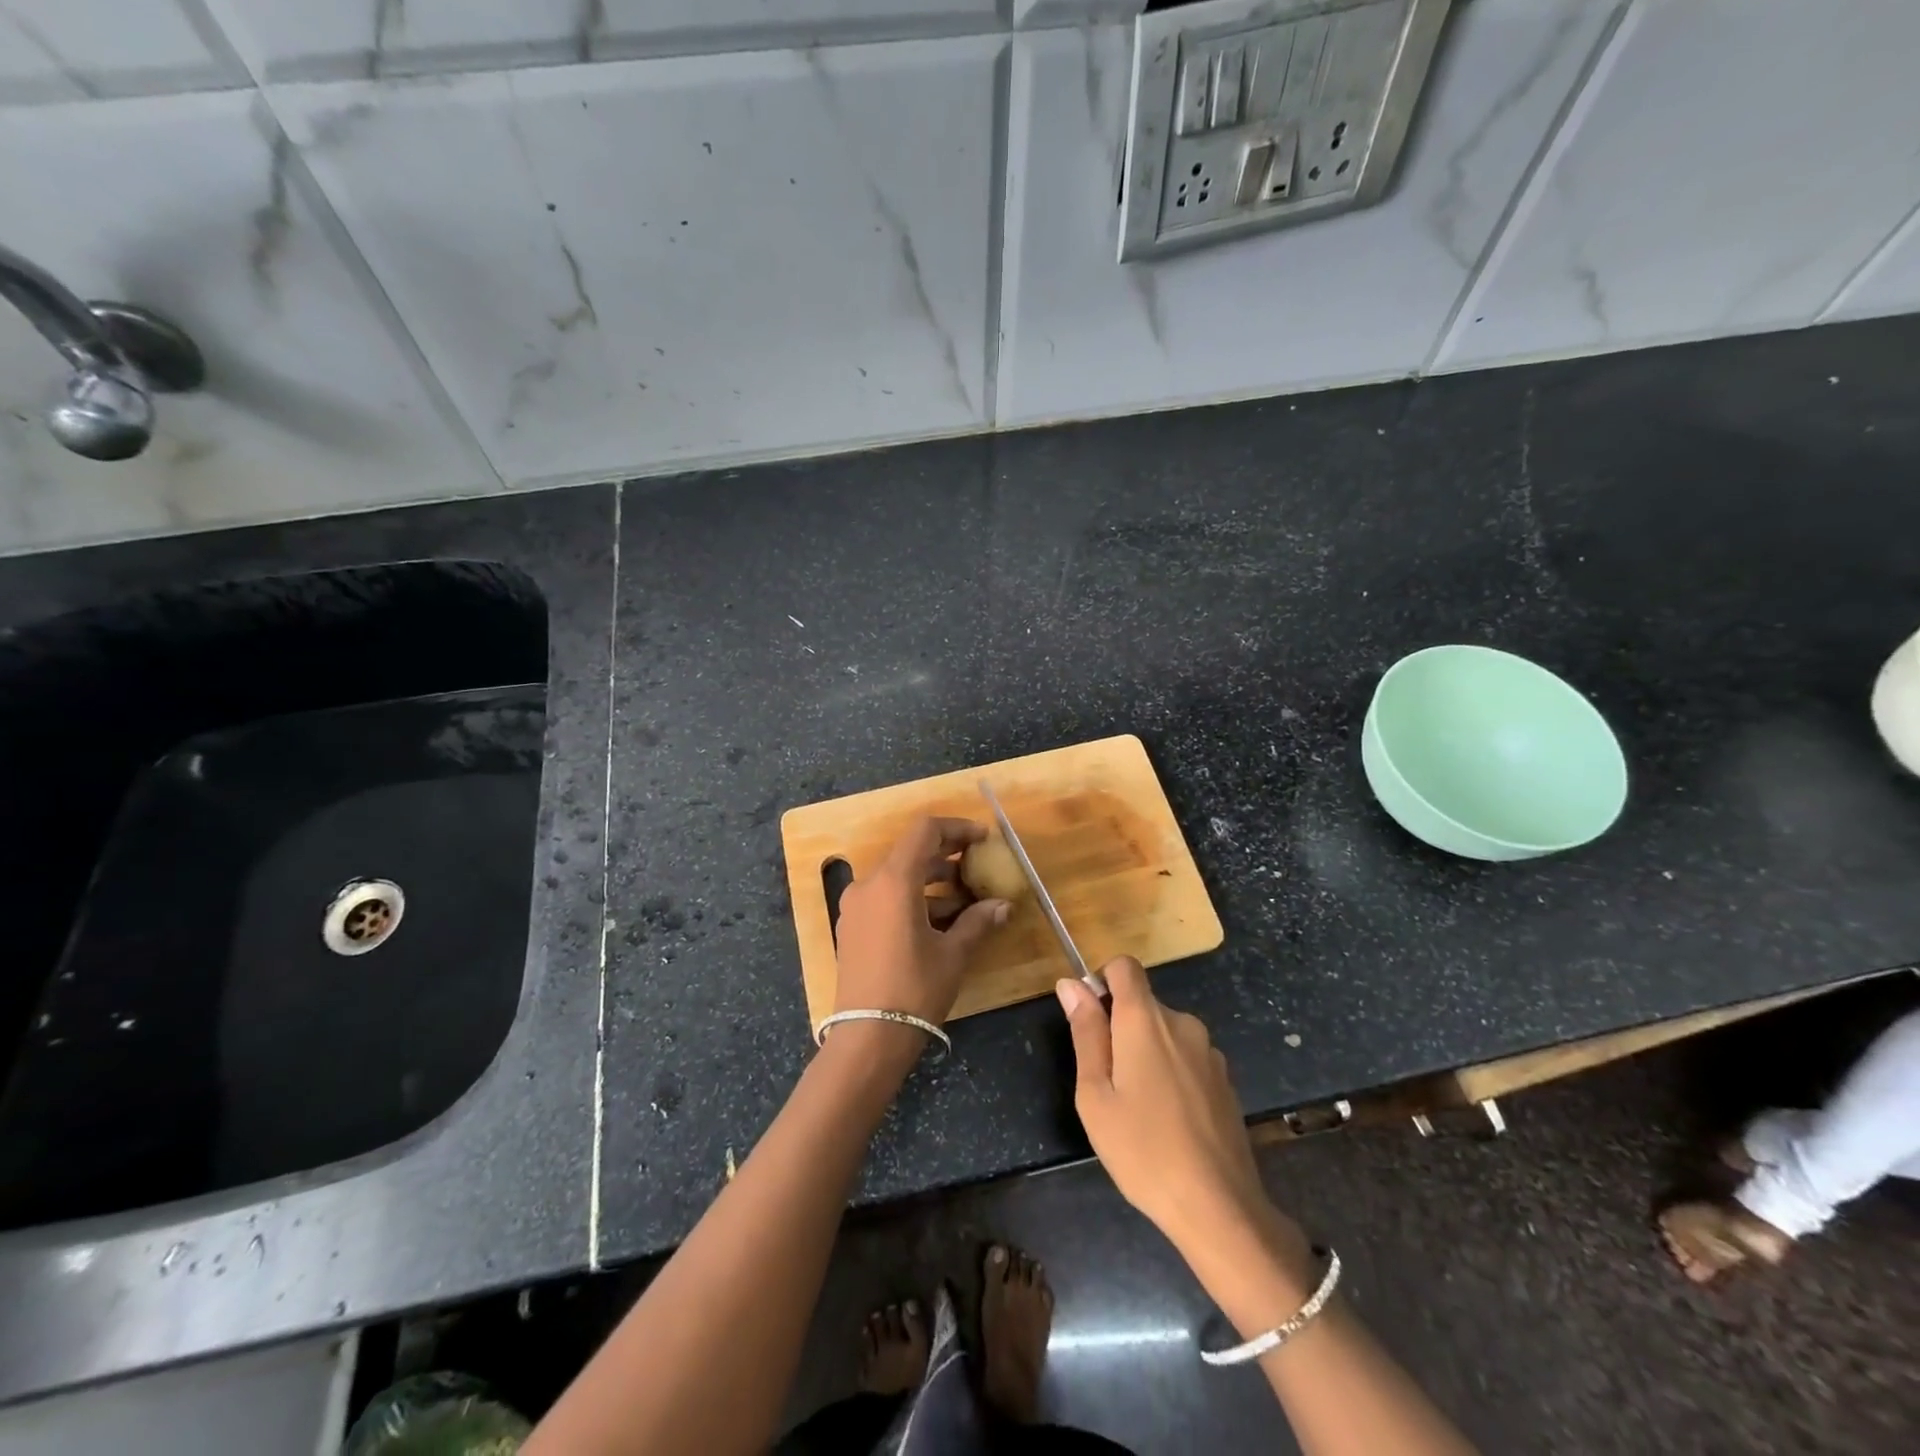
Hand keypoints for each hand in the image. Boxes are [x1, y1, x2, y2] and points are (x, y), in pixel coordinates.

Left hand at [832, 816, 1010, 1027]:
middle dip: (947, 856)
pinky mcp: (852, 926)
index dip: (956, 829)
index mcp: (893, 881)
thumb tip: (1003, 905)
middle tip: (977, 866)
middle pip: (910, 852)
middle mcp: (869, 884)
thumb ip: (978, 921)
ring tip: (965, 901)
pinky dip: (912, 899)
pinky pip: (885, 898)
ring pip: (898, 877)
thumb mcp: (953, 953)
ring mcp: (855, 906)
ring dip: (931, 881)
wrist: (867, 1037)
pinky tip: (938, 921)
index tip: (982, 839)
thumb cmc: (914, 989)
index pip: (925, 831)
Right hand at [1057, 959, 1301, 1272]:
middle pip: (1143, 1003)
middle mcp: (1181, 1023)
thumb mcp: (1095, 1095)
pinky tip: (1169, 1121)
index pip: (1124, 966)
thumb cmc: (1143, 1150)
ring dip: (1146, 1053)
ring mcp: (1209, 1052)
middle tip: (1108, 1084)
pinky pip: (1187, 1058)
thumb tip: (1071, 985)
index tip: (1091, 1021)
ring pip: (1165, 1033)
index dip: (1102, 981)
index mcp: (1145, 1020)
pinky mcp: (1226, 1080)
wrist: (1219, 1207)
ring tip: (1138, 1109)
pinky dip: (1171, 1073)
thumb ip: (1085, 1033)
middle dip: (1120, 1029)